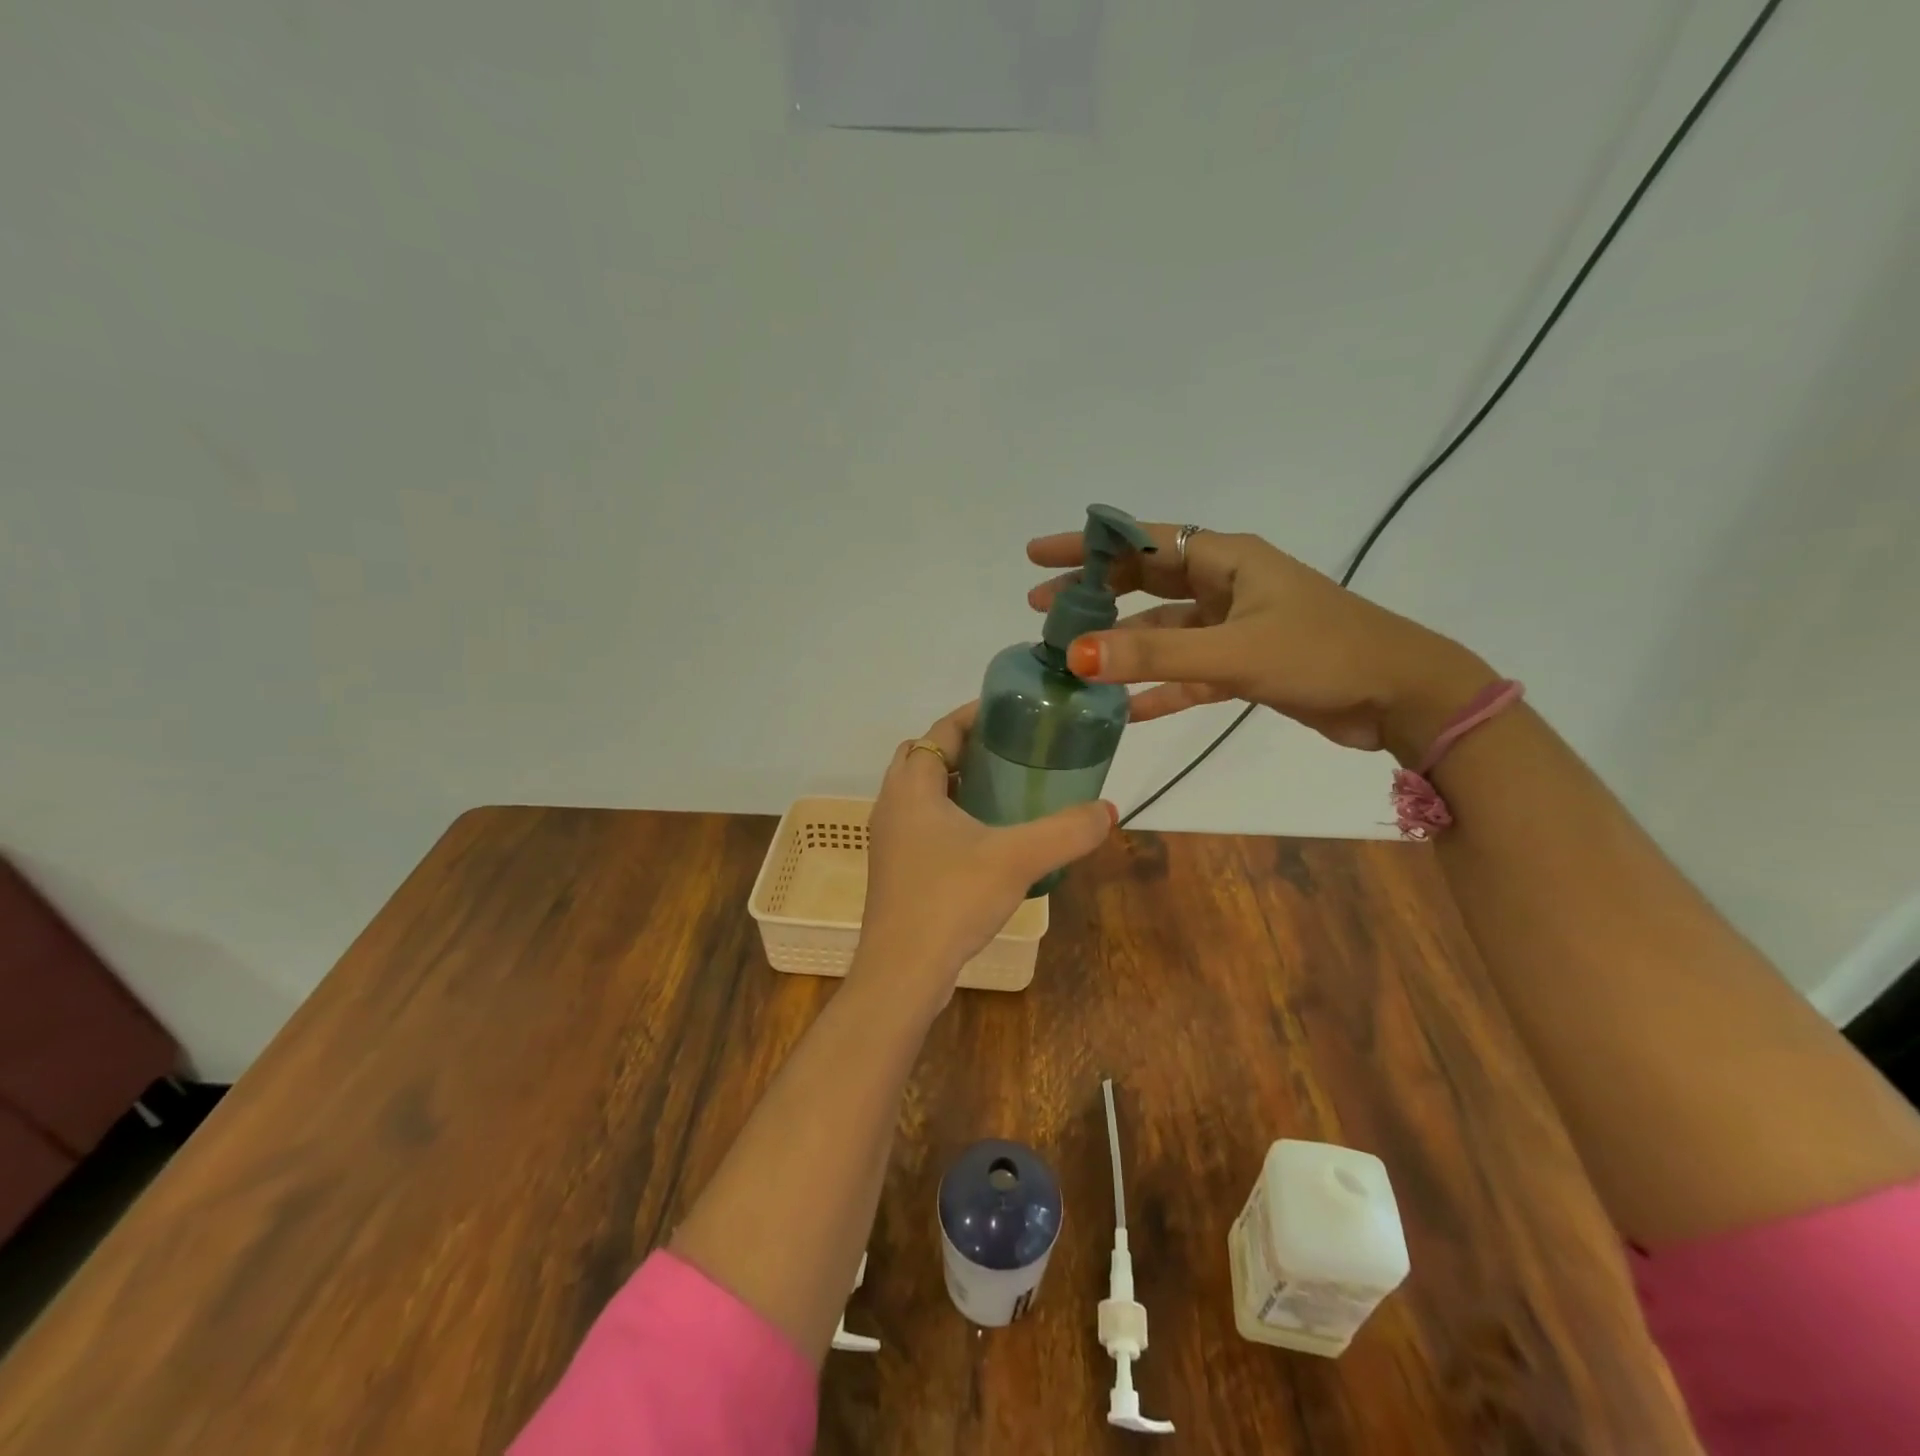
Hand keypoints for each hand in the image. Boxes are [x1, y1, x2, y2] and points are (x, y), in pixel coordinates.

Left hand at [857, 704, 1114, 1003]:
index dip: (974, 715)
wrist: (902, 972)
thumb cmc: (951, 899)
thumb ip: (1066, 831)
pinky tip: (985, 839)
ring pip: (921, 792)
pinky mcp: (895, 869)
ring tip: (1003, 788)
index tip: (1012, 712)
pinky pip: (922, 823)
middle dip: (964, 746)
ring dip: (955, 782)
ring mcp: (889, 839)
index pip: (941, 730)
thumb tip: (1107, 811)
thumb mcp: (1017, 859)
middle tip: (1009, 751)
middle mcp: (892, 805)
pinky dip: (948, 814)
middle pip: (925, 756)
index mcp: (912, 787)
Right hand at [1027, 525, 1494, 763]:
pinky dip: (1158, 687)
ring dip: (1122, 643)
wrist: (1402, 697)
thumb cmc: (1323, 654)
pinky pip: (1187, 672)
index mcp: (1227, 560)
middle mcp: (1226, 585)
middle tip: (1042, 609)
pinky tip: (1126, 710)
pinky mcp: (1244, 665)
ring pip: (1163, 630)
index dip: (1086, 546)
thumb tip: (1077, 655)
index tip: (1037, 556)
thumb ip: (1155, 654)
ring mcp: (1235, 626)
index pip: (1141, 541)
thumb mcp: (1234, 651)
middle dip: (1094, 593)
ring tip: (1072, 657)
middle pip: (1145, 581)